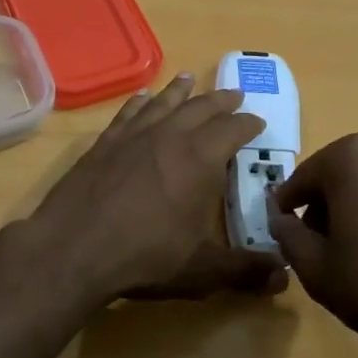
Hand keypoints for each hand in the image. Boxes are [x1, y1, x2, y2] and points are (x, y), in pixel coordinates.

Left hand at [25, 74, 288, 307]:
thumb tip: (283, 279)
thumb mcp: (202, 270)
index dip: (249, 124)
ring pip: (163, 103)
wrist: (73, 248)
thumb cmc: (146, 257)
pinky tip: (142, 98)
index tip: (258, 122)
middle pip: (201, 108)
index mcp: (201, 160)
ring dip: (180, 91)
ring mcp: (133, 136)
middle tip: (234, 95)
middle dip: (221, 101)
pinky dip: (139, 102)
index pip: (233, 130)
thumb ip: (244, 271)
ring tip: (189, 79)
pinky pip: (128, 113)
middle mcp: (170, 137)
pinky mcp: (103, 144)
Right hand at [270, 133, 357, 353]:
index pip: (301, 179)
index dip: (285, 208)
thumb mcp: (314, 266)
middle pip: (336, 176)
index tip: (280, 231)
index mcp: (349, 157)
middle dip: (321, 206)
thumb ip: (288, 235)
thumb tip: (282, 220)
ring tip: (350, 251)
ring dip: (351, 208)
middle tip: (315, 245)